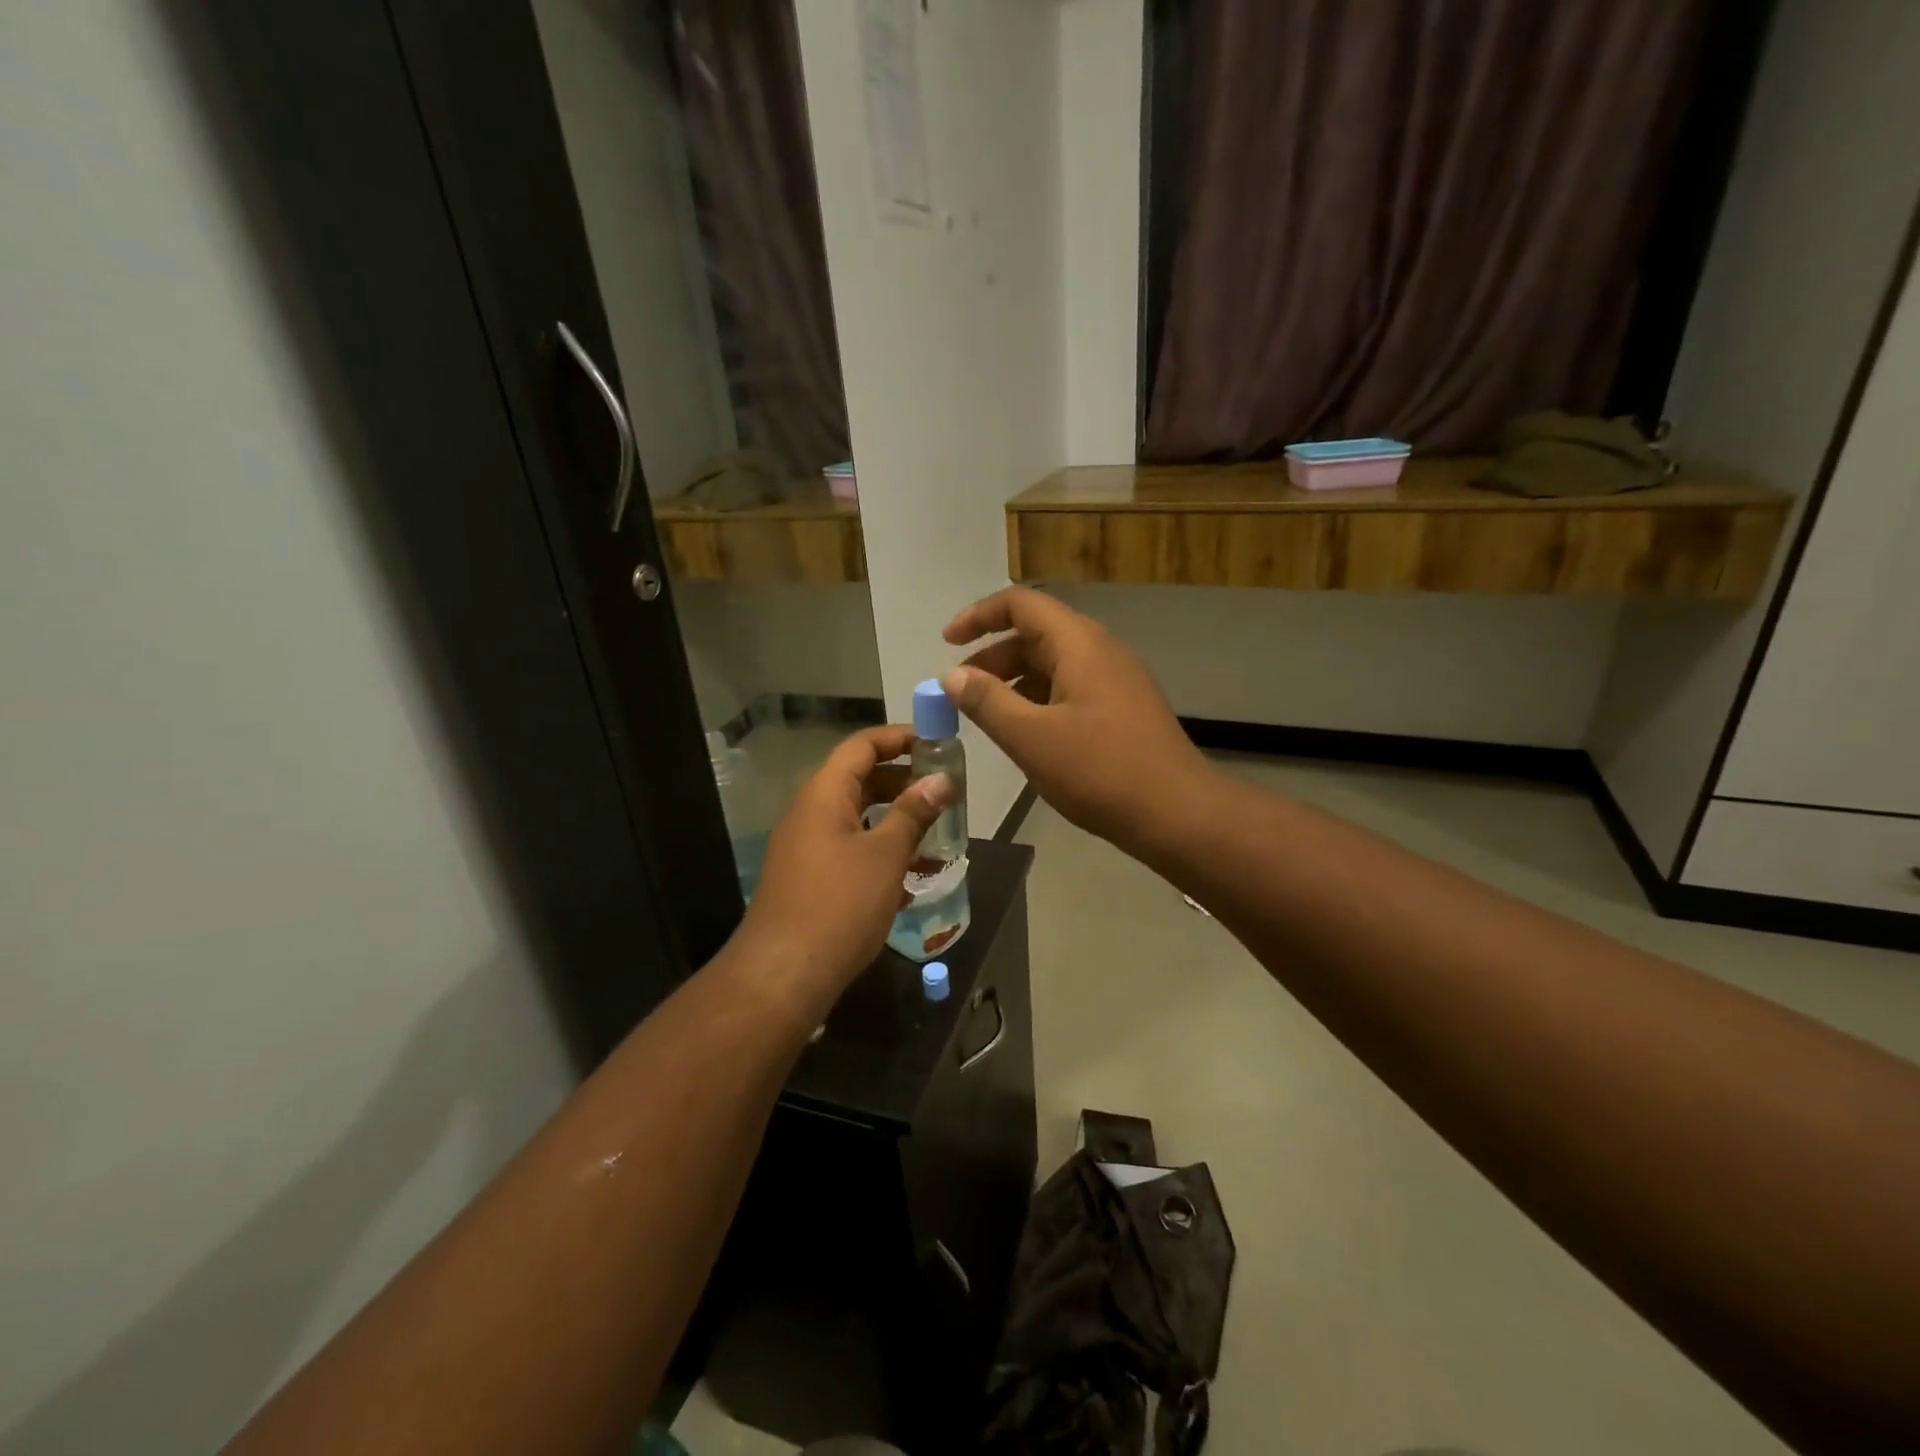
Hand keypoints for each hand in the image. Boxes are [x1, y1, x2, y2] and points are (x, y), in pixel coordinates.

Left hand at [732, 725, 951, 1018]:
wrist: (784, 974)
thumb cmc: (840, 904)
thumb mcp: (885, 855)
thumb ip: (913, 813)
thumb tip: (941, 780)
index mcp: (824, 794)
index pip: (862, 746)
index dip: (899, 738)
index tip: (937, 743)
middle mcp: (810, 812)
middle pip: (859, 779)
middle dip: (903, 781)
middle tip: (944, 791)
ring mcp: (807, 847)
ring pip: (857, 818)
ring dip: (895, 820)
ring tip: (937, 832)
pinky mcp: (809, 878)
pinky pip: (850, 849)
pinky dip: (880, 851)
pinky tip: (912, 876)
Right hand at [942, 587, 1210, 850]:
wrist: (1177, 813)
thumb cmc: (1099, 770)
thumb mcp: (1030, 737)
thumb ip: (986, 701)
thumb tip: (952, 675)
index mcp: (1079, 644)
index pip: (1021, 604)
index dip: (979, 616)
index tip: (946, 643)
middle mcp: (1101, 650)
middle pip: (1037, 632)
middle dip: (992, 655)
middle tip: (960, 690)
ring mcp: (1117, 680)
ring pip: (1055, 663)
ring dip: (1015, 680)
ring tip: (986, 714)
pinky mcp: (1124, 708)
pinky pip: (1072, 687)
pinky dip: (1039, 698)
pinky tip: (1026, 732)